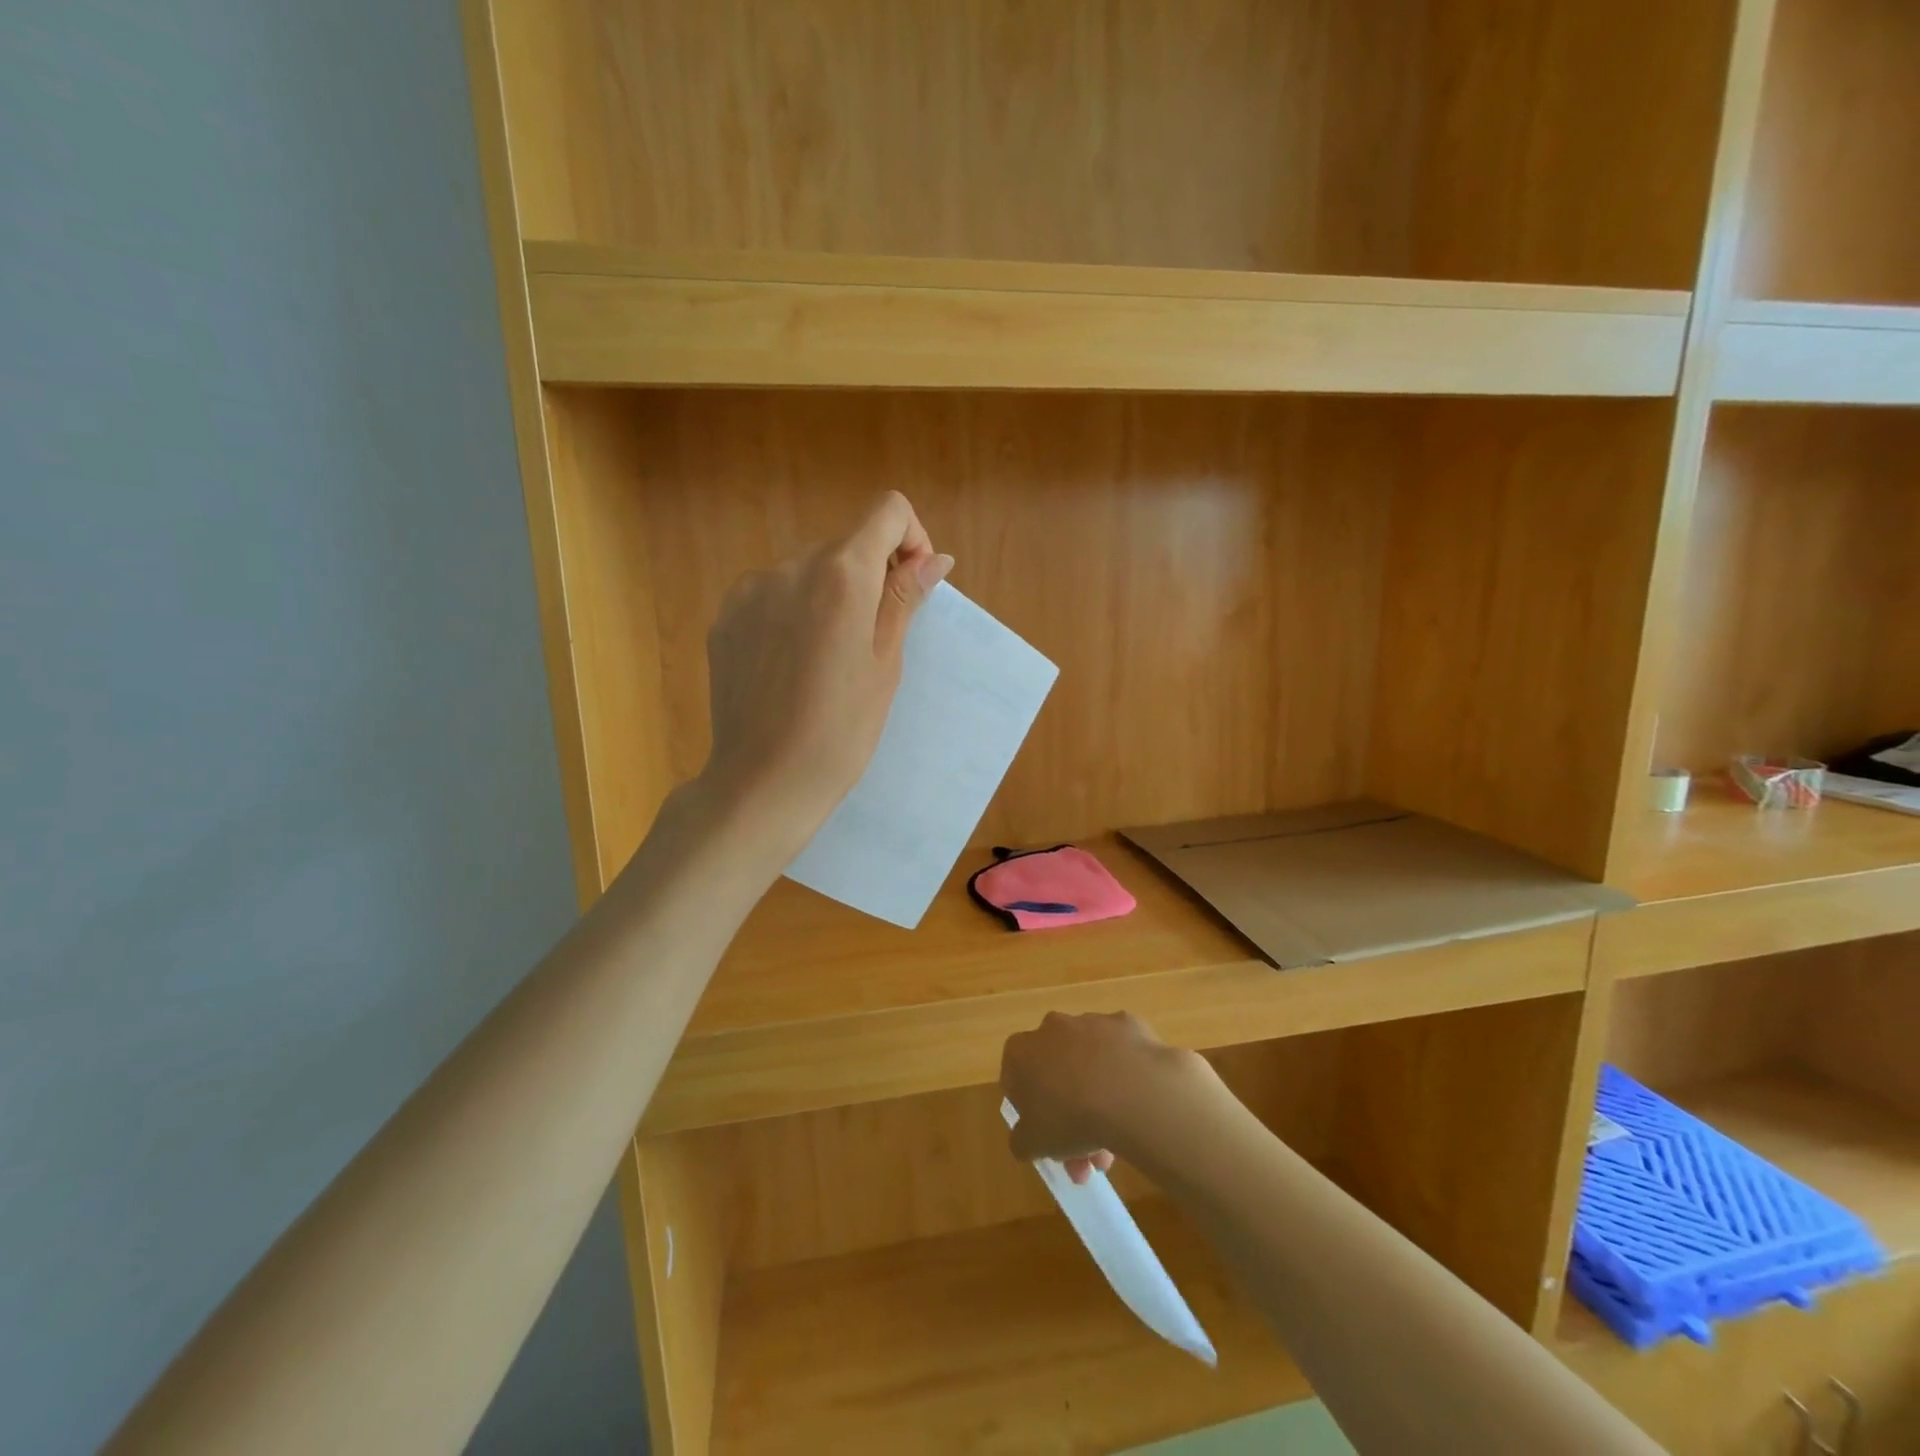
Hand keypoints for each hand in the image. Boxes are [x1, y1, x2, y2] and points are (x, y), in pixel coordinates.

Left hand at [700, 492, 951, 856]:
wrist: (764, 781)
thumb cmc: (842, 730)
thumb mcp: (885, 663)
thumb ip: (904, 598)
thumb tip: (934, 558)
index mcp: (841, 574)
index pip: (887, 511)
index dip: (910, 539)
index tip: (910, 585)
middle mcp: (790, 566)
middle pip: (845, 544)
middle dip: (868, 575)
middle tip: (870, 640)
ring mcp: (749, 590)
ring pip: (807, 572)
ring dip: (828, 596)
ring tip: (825, 660)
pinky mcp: (724, 617)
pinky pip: (772, 596)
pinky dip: (791, 614)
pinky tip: (789, 666)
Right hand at [999, 1011, 1215, 1184]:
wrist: (1132, 1092)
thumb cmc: (1071, 1118)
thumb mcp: (1033, 1144)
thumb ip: (1021, 1140)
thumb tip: (1026, 1138)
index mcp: (1022, 1051)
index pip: (1015, 1080)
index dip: (1029, 1111)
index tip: (1046, 1136)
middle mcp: (1052, 1027)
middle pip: (1056, 1073)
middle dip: (1068, 1114)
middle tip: (1086, 1156)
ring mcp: (1091, 1021)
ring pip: (1089, 1064)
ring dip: (1097, 1098)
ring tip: (1116, 1146)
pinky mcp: (1126, 1024)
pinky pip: (1120, 1054)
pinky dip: (1124, 1076)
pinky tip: (1135, 1106)